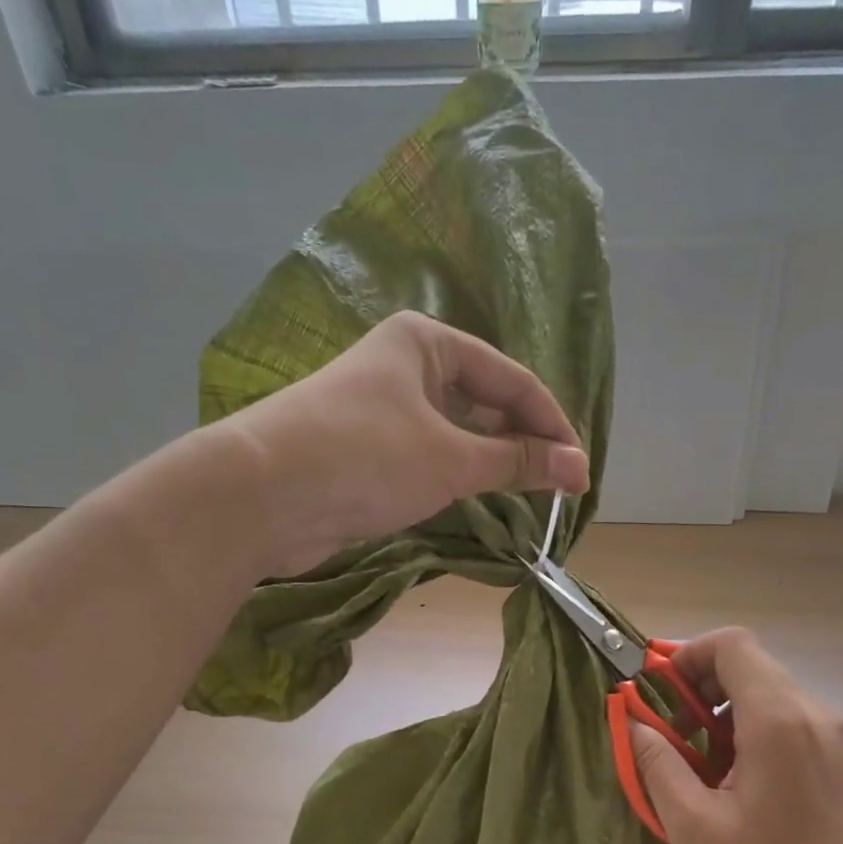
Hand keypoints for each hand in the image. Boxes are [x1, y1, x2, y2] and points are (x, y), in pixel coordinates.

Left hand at [225, 312, 589, 575]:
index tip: (580, 472)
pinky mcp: (365, 451)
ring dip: (491, 462)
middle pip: (483, 402)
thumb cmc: (365, 457)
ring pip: (455, 432)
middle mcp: (404, 367)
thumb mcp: (451, 459)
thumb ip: (515, 461)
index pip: (511, 379)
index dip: (551, 425)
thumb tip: (576, 467)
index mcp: (426, 343)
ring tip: (528, 496)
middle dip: (523, 443)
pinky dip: (457, 477)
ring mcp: (381, 410)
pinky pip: (428, 457)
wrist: (262, 496)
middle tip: (558, 488)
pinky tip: (478, 500)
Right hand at [626, 628, 842, 843]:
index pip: (731, 644)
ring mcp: (836, 737)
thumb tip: (634, 723)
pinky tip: (740, 787)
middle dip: (700, 689)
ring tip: (703, 770)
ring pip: (768, 694)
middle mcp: (813, 713)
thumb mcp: (694, 826)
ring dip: (725, 715)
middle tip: (673, 738)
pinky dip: (753, 733)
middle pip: (749, 666)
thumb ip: (657, 763)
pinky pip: (789, 722)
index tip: (660, 698)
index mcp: (778, 718)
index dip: (687, 657)